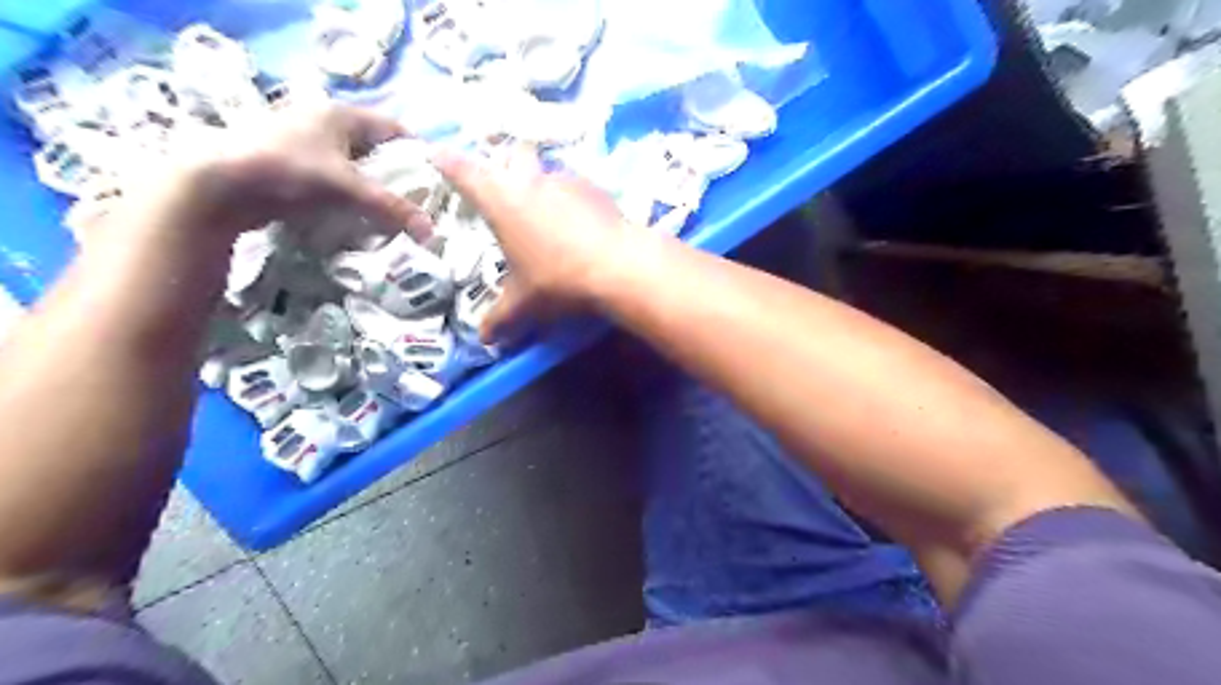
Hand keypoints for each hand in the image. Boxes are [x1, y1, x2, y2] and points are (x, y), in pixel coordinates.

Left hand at [123, 103, 435, 239]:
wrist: (217, 185)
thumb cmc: (288, 170)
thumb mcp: (348, 189)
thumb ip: (391, 208)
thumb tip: (431, 232)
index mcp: (342, 114)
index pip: (394, 129)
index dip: (418, 152)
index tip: (435, 180)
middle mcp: (324, 121)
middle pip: (375, 148)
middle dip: (396, 174)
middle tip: (416, 202)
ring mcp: (304, 141)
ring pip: (353, 164)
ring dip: (371, 186)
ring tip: (390, 212)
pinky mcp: (290, 163)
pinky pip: (333, 177)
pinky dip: (348, 193)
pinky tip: (356, 213)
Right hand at [435, 145, 651, 340]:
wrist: (617, 266)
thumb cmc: (557, 279)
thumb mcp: (523, 302)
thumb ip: (500, 317)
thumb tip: (484, 339)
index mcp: (501, 200)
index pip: (464, 172)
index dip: (448, 162)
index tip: (436, 153)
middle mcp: (530, 181)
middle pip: (513, 152)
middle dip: (505, 161)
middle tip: (504, 181)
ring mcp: (565, 180)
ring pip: (547, 169)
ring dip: (541, 183)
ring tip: (545, 209)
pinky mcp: (595, 189)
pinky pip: (576, 186)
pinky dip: (571, 198)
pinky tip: (577, 223)